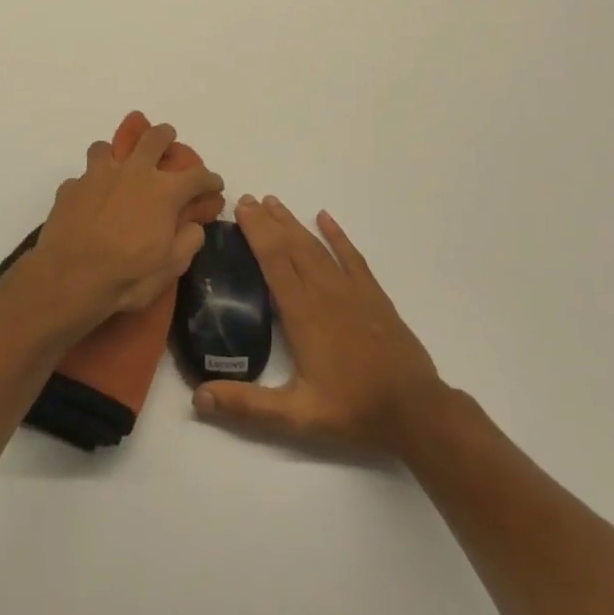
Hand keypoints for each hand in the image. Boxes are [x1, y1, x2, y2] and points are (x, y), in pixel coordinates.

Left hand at [23, 115, 223, 331]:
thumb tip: (193, 225)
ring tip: (118, 167)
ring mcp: (97, 176)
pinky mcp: (70, 188)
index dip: (210, 180)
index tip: (214, 185)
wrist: (69, 278)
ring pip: (108, 147)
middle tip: (167, 139)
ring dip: (117, 154)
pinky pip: (83, 177)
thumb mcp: (171, 266)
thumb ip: (188, 240)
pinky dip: (90, 185)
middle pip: (153, 138)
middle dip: (165, 136)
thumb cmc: (127, 275)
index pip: (197, 176)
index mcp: (163, 191)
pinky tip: (89, 201)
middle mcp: (133, 172)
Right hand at [194, 195, 447, 455]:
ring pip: (317, 246)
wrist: (415, 410)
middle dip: (268, 221)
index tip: (240, 208)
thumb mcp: (295, 415)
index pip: (273, 260)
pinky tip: (325, 217)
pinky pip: (352, 256)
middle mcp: (324, 292)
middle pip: (291, 246)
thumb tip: (198, 397)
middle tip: (248, 199)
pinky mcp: (373, 295)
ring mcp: (352, 290)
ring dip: (294, 223)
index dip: (256, 232)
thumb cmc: (352, 409)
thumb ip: (246, 405)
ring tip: (274, 203)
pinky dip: (337, 235)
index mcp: (302, 313)